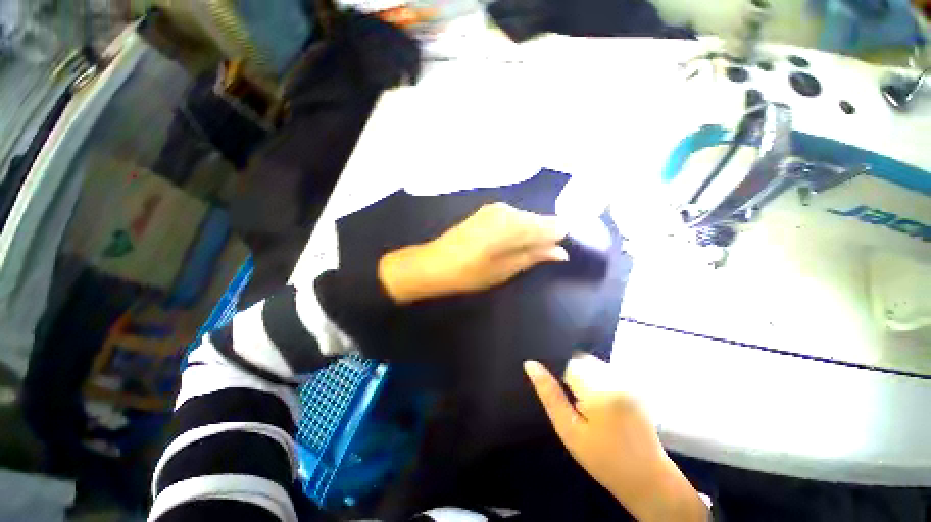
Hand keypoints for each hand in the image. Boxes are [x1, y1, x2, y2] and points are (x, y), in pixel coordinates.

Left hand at [379, 203, 567, 303]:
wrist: (433, 263)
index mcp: (515, 224)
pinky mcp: (487, 211)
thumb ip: (535, 256)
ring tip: (522, 254)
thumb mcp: (506, 269)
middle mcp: (508, 209)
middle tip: (540, 258)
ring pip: (526, 219)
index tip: (559, 252)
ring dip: (530, 234)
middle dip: (545, 236)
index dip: (559, 238)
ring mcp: (496, 208)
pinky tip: (509, 245)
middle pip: (540, 219)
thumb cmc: (470, 272)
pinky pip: (513, 218)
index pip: (554, 224)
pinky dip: (517, 231)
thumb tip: (562, 251)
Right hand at [524, 356, 707, 521]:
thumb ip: (549, 394)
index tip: (567, 399)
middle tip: (577, 404)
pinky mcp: (634, 383)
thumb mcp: (569, 430)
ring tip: (590, 405)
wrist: (647, 477)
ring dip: (585, 376)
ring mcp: (628, 379)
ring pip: (593, 363)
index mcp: (599, 390)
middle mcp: (616, 378)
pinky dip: (598, 379)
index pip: (568, 364)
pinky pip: (606, 369)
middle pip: (581, 359)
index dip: (561, 377)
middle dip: (574, 375)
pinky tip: (603, 402)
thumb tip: (530, 364)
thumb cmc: (603, 458)